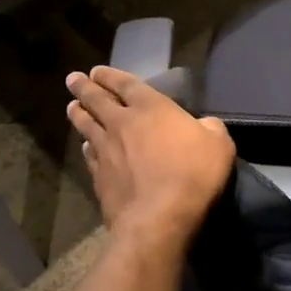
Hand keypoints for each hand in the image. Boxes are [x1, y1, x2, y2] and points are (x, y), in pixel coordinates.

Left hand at [66, 67, 235, 256]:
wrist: (159, 219)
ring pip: (86, 126)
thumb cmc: (193, 174)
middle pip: (97, 100)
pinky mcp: (99, 177)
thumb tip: (204, 125)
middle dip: (84, 87)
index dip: (110, 76)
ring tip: (71, 106)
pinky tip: (85, 147)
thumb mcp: (219, 145)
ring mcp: (106, 150)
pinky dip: (86, 147)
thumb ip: (210, 128)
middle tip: (73, 79)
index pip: (126, 84)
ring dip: (78, 114)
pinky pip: (89, 155)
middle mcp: (122, 123)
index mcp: (151, 108)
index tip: (96, 71)